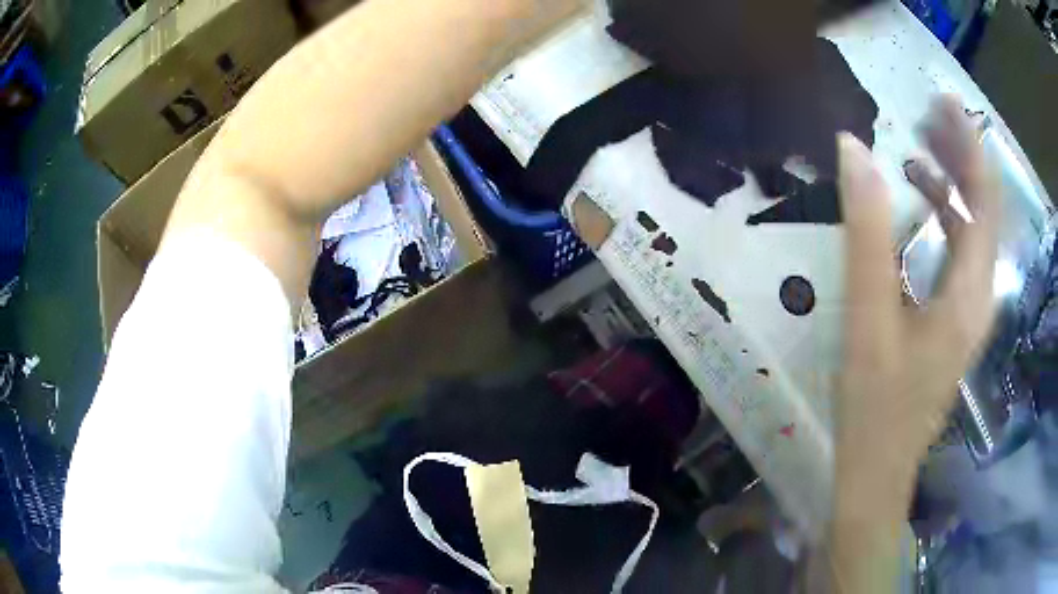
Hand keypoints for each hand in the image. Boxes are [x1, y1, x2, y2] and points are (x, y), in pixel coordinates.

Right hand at [823, 95, 999, 592]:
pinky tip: (917, 209)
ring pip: (972, 230)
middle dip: (960, 156)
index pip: (984, 200)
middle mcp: (979, 295)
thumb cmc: (875, 405)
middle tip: (924, 117)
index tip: (942, 100)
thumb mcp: (868, 318)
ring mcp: (969, 310)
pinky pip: (959, 253)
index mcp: (969, 293)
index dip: (969, 144)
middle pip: (984, 209)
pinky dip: (943, 218)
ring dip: (950, 185)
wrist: (876, 471)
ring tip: (914, 153)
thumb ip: (867, 232)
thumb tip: (852, 151)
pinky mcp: (955, 320)